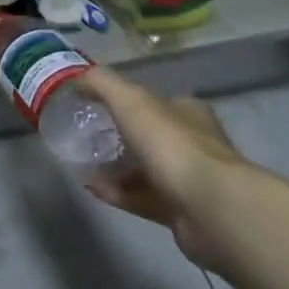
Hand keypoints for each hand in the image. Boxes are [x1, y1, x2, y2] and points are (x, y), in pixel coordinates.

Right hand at [75, 66, 248, 267]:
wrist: (211, 208)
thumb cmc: (173, 146)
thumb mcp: (131, 101)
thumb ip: (102, 84)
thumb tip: (77, 77)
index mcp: (187, 113)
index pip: (155, 102)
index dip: (125, 102)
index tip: (94, 106)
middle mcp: (192, 143)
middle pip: (149, 136)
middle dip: (119, 137)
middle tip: (86, 137)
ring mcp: (188, 180)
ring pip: (145, 170)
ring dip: (115, 168)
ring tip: (83, 164)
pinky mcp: (180, 210)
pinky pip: (141, 198)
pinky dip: (118, 192)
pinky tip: (93, 188)